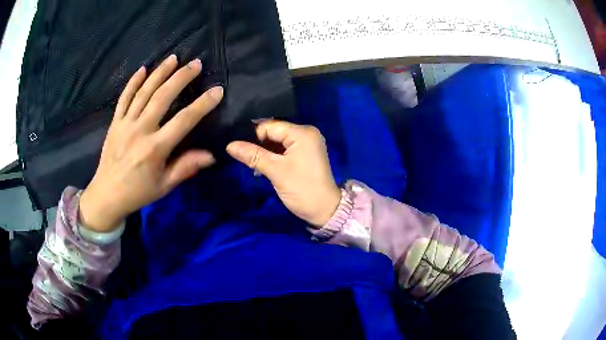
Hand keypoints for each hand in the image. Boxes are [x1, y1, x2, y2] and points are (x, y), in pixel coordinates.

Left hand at [79, 55, 223, 232]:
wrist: (107, 195)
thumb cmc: (138, 192)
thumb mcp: (164, 186)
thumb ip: (185, 168)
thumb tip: (211, 156)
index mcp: (155, 149)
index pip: (184, 121)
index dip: (202, 105)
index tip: (217, 90)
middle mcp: (141, 131)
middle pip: (162, 97)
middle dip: (181, 77)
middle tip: (195, 63)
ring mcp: (125, 124)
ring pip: (144, 92)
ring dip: (160, 73)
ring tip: (173, 58)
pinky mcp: (115, 123)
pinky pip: (124, 98)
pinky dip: (133, 82)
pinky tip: (143, 69)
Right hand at [227, 121, 340, 226]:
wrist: (324, 210)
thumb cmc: (302, 189)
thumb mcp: (276, 171)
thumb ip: (253, 155)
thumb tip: (229, 145)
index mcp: (302, 133)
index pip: (270, 126)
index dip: (253, 135)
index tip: (237, 145)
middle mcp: (306, 134)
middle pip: (274, 132)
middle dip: (257, 143)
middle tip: (240, 154)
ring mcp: (306, 144)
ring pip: (277, 142)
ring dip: (263, 151)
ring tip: (249, 162)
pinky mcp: (304, 155)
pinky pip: (284, 150)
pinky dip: (272, 156)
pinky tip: (260, 166)